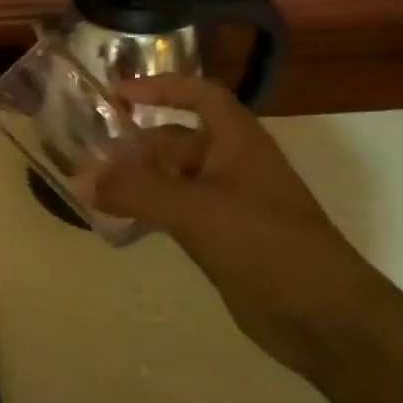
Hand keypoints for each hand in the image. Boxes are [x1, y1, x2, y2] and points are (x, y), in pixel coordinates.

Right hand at [90, 75, 396, 379]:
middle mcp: (233, 165)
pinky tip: (119, 222)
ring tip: (94, 188)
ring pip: (174, 179)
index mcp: (238, 141)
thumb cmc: (264, 242)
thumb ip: (135, 191)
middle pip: (178, 140)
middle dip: (136, 144)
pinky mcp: (223, 238)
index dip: (160, 87)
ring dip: (138, 180)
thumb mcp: (194, 209)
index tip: (116, 95)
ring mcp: (229, 203)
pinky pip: (177, 213)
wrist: (321, 314)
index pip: (199, 95)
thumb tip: (80, 178)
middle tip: (90, 155)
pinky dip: (148, 211)